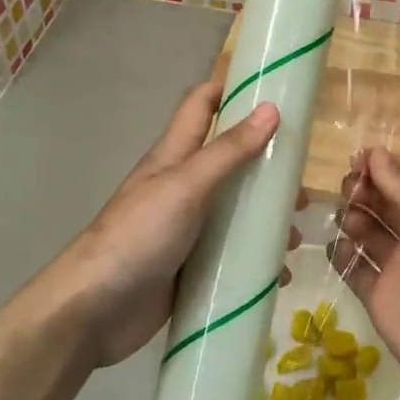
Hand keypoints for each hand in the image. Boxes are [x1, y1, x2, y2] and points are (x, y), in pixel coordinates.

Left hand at [45, 80, 288, 367]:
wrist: (96, 311)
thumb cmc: (138, 236)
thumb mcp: (186, 186)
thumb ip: (228, 151)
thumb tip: (271, 108)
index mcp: (174, 157)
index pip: (201, 105)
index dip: (231, 89)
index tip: (275, 88)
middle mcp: (182, 188)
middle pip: (230, 162)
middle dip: (267, 166)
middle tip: (303, 182)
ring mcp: (187, 230)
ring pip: (236, 213)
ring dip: (267, 220)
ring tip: (298, 235)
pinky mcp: (192, 268)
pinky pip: (232, 257)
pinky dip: (257, 261)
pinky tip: (280, 273)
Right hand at [331, 148, 399, 399]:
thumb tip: (375, 154)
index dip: (385, 166)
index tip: (358, 158)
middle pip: (385, 200)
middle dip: (365, 189)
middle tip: (349, 189)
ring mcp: (398, 265)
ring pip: (367, 229)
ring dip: (353, 217)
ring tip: (346, 218)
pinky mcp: (378, 294)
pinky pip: (354, 266)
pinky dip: (342, 254)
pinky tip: (336, 247)